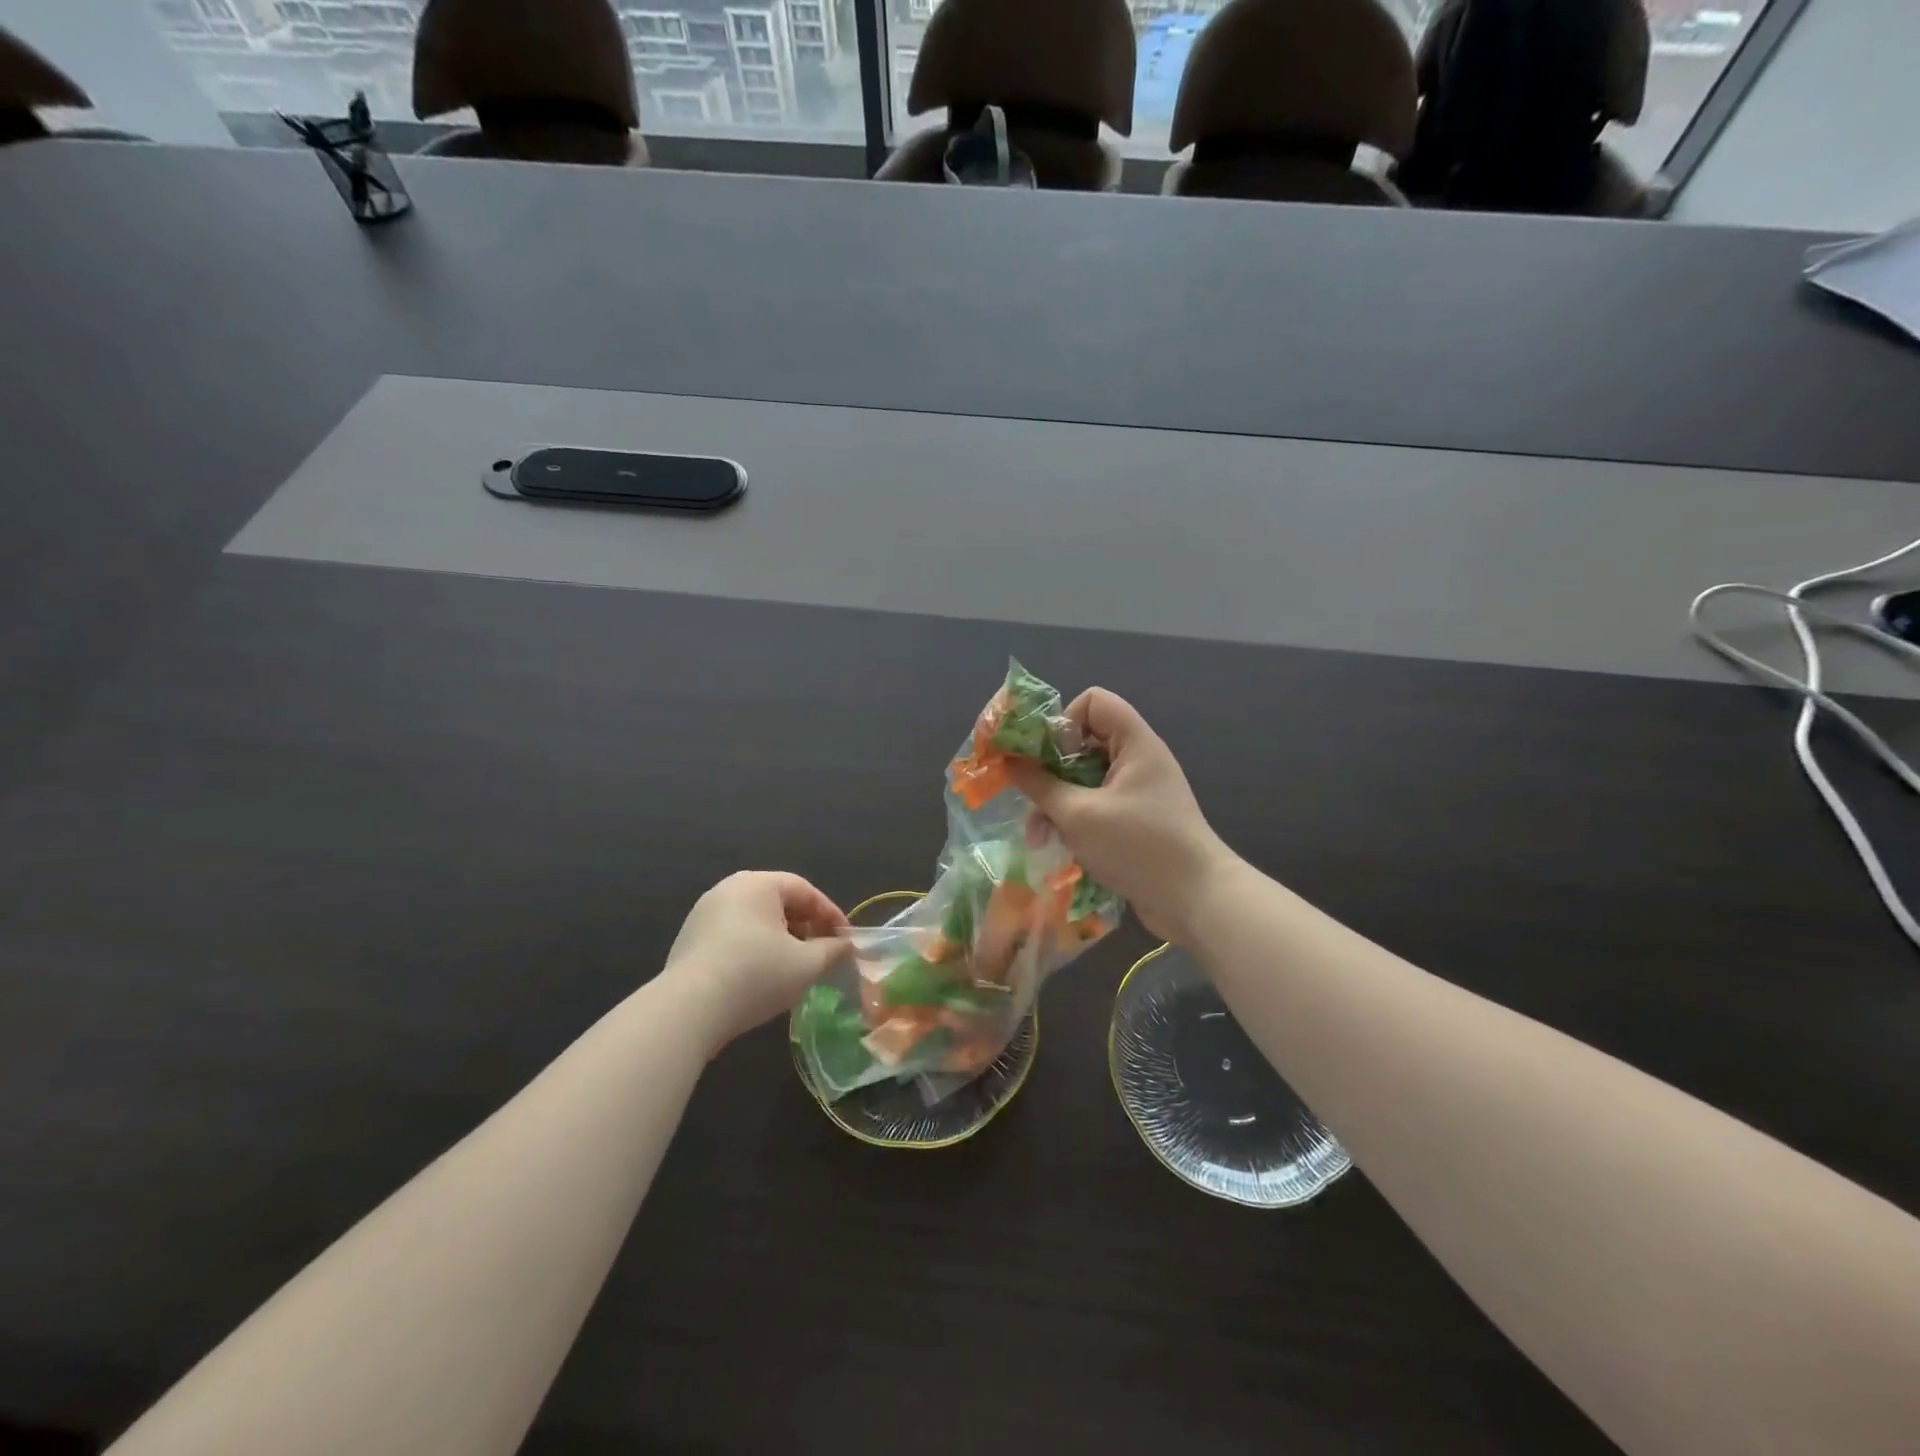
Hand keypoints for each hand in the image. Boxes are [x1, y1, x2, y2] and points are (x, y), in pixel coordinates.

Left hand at [661, 872, 850, 1051]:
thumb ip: (832, 950)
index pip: (805, 890)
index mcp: (758, 883)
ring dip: (781, 940)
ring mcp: (704, 913)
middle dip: (806, 926)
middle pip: (779, 902)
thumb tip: (846, 946)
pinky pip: (733, 936)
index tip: (846, 940)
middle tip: (823, 952)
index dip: (831, 914)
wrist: (688, 1009)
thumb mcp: (806, 964)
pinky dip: (754, 949)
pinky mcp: (689, 940)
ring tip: (795, 967)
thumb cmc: (756, 974)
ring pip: (755, 920)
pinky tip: (761, 977)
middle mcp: (729, 889)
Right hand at [1008, 689, 1235, 944]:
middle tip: (1030, 797)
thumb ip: (1040, 785)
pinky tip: (1059, 847)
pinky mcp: (1135, 821)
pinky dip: (1075, 820)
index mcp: (1134, 743)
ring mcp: (1138, 791)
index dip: (1065, 721)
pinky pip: (1096, 805)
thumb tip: (1010, 762)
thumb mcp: (1078, 815)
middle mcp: (1138, 760)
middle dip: (1051, 770)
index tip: (1046, 757)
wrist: (1196, 900)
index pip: (1094, 702)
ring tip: (1038, 836)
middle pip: (1084, 743)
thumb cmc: (1138, 846)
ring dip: (1058, 802)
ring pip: (1085, 779)